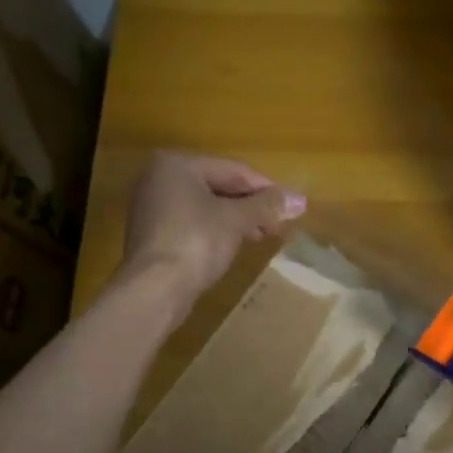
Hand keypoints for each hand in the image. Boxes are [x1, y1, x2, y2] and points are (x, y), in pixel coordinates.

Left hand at [120, 150, 305, 311]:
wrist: (155, 288)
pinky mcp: (154, 234)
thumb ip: (267, 206)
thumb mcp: (237, 220)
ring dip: (237, 219)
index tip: (291, 207)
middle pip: (219, 186)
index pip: (234, 170)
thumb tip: (299, 200)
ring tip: (262, 235)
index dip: (266, 188)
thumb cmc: (197, 241)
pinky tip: (235, 244)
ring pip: (206, 206)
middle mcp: (159, 178)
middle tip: (278, 224)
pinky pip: (193, 223)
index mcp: (177, 164)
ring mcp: (153, 207)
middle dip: (252, 205)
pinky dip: (216, 230)